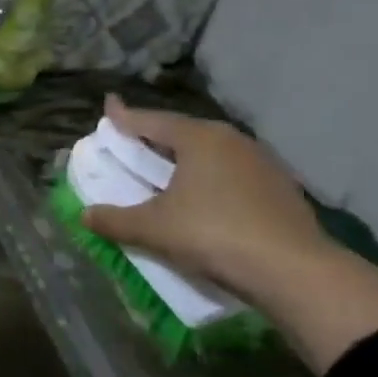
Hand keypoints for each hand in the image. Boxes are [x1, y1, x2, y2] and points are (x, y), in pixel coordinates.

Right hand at [82, 95, 332, 299]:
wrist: (292, 269)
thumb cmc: (214, 234)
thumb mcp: (154, 229)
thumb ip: (115, 220)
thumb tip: (85, 215)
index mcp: (200, 138)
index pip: (152, 121)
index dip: (125, 117)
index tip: (108, 106)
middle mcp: (232, 140)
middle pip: (183, 133)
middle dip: (155, 138)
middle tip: (133, 144)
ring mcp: (261, 162)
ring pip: (211, 153)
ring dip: (185, 160)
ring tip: (166, 174)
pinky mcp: (279, 187)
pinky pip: (231, 174)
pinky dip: (209, 180)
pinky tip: (204, 200)